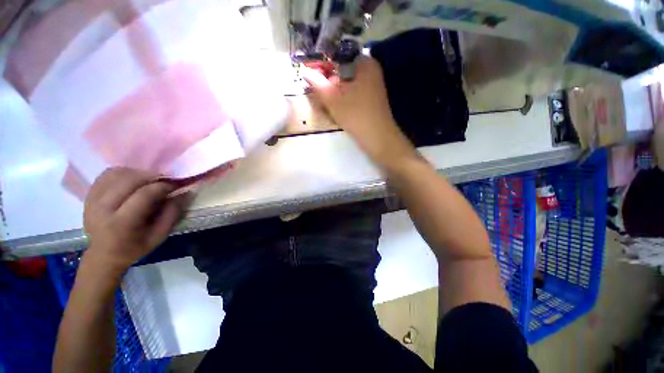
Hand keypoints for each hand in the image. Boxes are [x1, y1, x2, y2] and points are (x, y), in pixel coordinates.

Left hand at [83, 167, 190, 272]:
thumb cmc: (135, 247)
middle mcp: (103, 209)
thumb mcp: (159, 235)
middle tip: (165, 180)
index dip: (163, 186)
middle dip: (152, 176)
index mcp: (121, 223)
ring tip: (149, 180)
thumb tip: (186, 192)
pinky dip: (123, 173)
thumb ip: (173, 213)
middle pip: (129, 180)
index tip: (176, 185)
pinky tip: (133, 179)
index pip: (144, 194)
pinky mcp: (88, 195)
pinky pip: (107, 175)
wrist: (103, 255)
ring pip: (117, 174)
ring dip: (137, 173)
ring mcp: (92, 200)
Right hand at [302, 56, 414, 166]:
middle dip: (327, 78)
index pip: (338, 54)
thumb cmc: (356, 116)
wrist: (378, 138)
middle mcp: (370, 69)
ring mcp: (372, 84)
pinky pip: (352, 91)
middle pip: (342, 68)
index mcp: (364, 63)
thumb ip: (317, 83)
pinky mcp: (370, 97)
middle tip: (314, 88)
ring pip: (347, 81)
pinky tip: (335, 105)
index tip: (309, 72)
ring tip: (323, 98)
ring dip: (334, 88)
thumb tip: (304, 71)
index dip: (321, 62)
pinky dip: (342, 95)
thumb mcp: (333, 99)